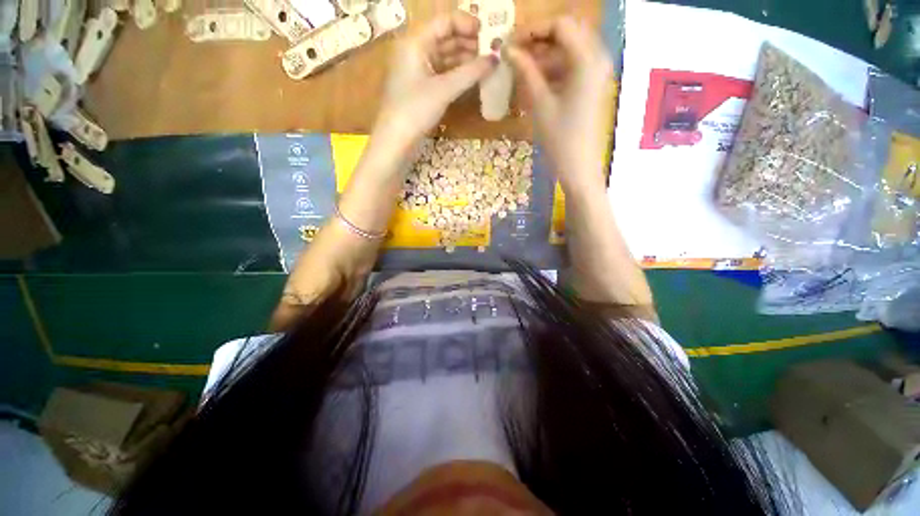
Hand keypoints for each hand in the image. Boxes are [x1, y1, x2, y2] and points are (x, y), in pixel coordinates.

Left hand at [375, 12, 497, 146]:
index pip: (444, 21)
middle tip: (491, 50)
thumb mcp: (444, 90)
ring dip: (465, 58)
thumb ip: (470, 73)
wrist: (396, 140)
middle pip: (445, 37)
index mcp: (416, 42)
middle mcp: (416, 51)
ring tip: (485, 64)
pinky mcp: (422, 87)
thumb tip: (495, 59)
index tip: (488, 33)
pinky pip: (442, 73)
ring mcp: (418, 70)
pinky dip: (457, 73)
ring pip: (445, 56)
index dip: (466, 23)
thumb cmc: (415, 110)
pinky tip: (471, 77)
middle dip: (468, 42)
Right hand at [508, 17, 613, 194]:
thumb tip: (507, 49)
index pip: (560, 24)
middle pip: (567, 31)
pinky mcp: (592, 84)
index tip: (510, 42)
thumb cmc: (559, 139)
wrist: (579, 166)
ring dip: (545, 53)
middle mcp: (598, 57)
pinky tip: (535, 80)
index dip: (532, 29)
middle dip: (539, 38)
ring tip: (520, 68)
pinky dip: (553, 67)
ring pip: (569, 48)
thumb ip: (526, 71)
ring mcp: (597, 71)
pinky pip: (572, 64)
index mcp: (587, 59)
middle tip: (515, 53)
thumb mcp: (540, 103)